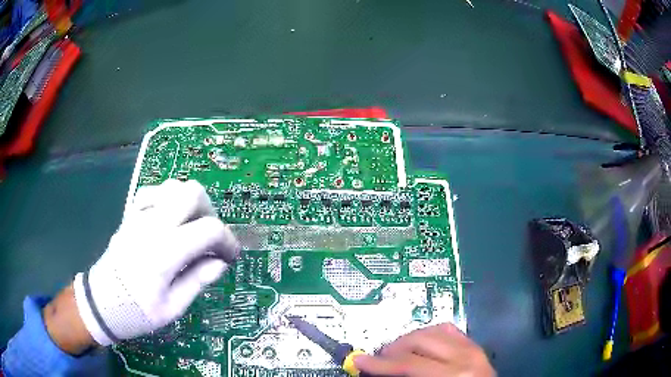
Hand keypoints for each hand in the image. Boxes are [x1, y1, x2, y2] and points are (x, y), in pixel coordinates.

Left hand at [72, 179, 239, 345]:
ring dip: (190, 203)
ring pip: (174, 186)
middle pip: (193, 193)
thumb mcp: (171, 309)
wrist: (101, 303)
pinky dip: (169, 200)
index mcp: (164, 253)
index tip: (230, 257)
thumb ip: (197, 281)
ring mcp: (139, 216)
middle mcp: (153, 225)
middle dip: (211, 212)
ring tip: (191, 229)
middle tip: (210, 239)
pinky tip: (169, 220)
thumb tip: (220, 263)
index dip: (227, 241)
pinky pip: (155, 191)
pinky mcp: (131, 215)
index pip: (208, 229)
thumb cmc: (136, 312)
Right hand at [354, 323, 495, 376]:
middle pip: (419, 340)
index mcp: (453, 375)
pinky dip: (430, 334)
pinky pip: (449, 330)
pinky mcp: (476, 346)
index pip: (408, 364)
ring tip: (397, 353)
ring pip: (433, 330)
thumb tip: (377, 373)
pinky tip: (421, 344)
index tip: (358, 360)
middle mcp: (465, 357)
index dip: (379, 364)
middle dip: (393, 349)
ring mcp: (473, 349)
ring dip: (409, 339)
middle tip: (379, 360)